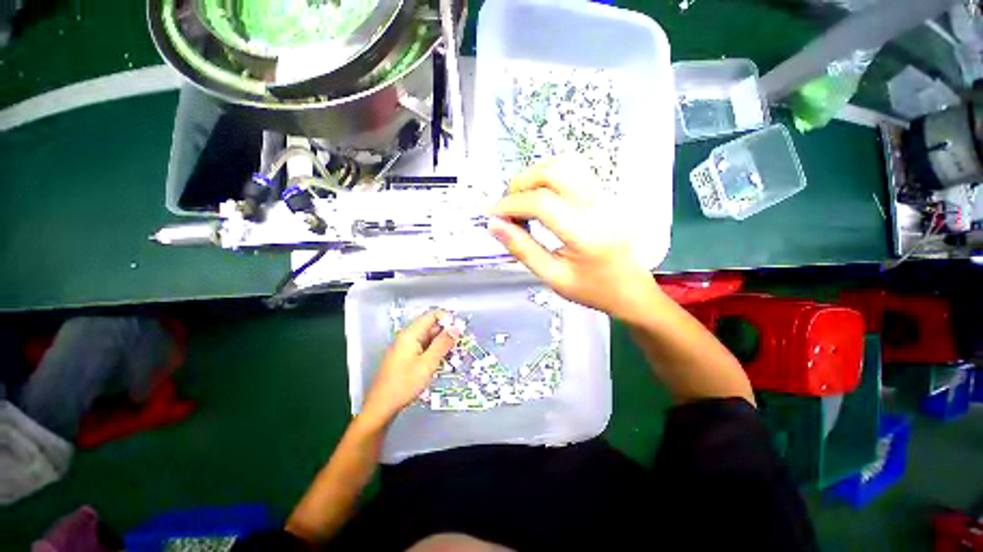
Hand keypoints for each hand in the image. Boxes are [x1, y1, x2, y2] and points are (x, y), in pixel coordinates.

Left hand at [361, 311, 460, 425]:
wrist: (382, 406)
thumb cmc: (405, 383)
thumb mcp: (428, 363)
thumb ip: (443, 344)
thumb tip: (456, 328)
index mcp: (411, 334)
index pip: (431, 316)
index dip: (447, 318)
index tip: (460, 328)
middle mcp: (408, 338)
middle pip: (431, 327)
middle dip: (446, 333)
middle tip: (460, 344)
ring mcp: (406, 348)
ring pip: (429, 339)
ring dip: (442, 344)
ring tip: (454, 355)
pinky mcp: (407, 358)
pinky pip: (424, 349)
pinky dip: (435, 352)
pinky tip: (443, 363)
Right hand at [489, 162, 658, 321]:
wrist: (631, 289)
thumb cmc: (592, 289)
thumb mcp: (552, 277)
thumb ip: (522, 249)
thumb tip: (494, 225)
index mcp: (586, 233)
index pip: (541, 203)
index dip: (510, 204)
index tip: (493, 215)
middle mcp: (598, 206)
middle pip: (553, 171)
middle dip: (521, 184)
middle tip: (509, 209)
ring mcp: (605, 196)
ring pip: (564, 164)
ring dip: (535, 177)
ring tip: (523, 202)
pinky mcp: (606, 194)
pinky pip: (574, 171)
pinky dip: (549, 177)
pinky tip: (542, 198)